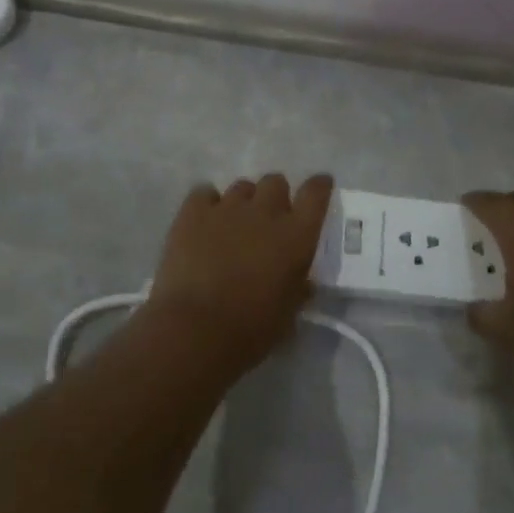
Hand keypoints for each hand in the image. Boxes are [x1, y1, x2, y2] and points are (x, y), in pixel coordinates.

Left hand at [141, 173, 333, 382]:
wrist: (196, 330)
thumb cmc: (252, 328)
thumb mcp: (289, 314)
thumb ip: (299, 288)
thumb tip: (304, 281)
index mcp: (296, 235)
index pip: (316, 193)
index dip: (319, 186)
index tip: (319, 187)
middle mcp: (265, 211)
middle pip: (275, 182)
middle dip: (275, 196)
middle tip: (268, 220)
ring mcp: (227, 207)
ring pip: (242, 186)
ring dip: (244, 202)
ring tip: (234, 225)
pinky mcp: (193, 212)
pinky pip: (204, 192)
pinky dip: (207, 204)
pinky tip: (204, 222)